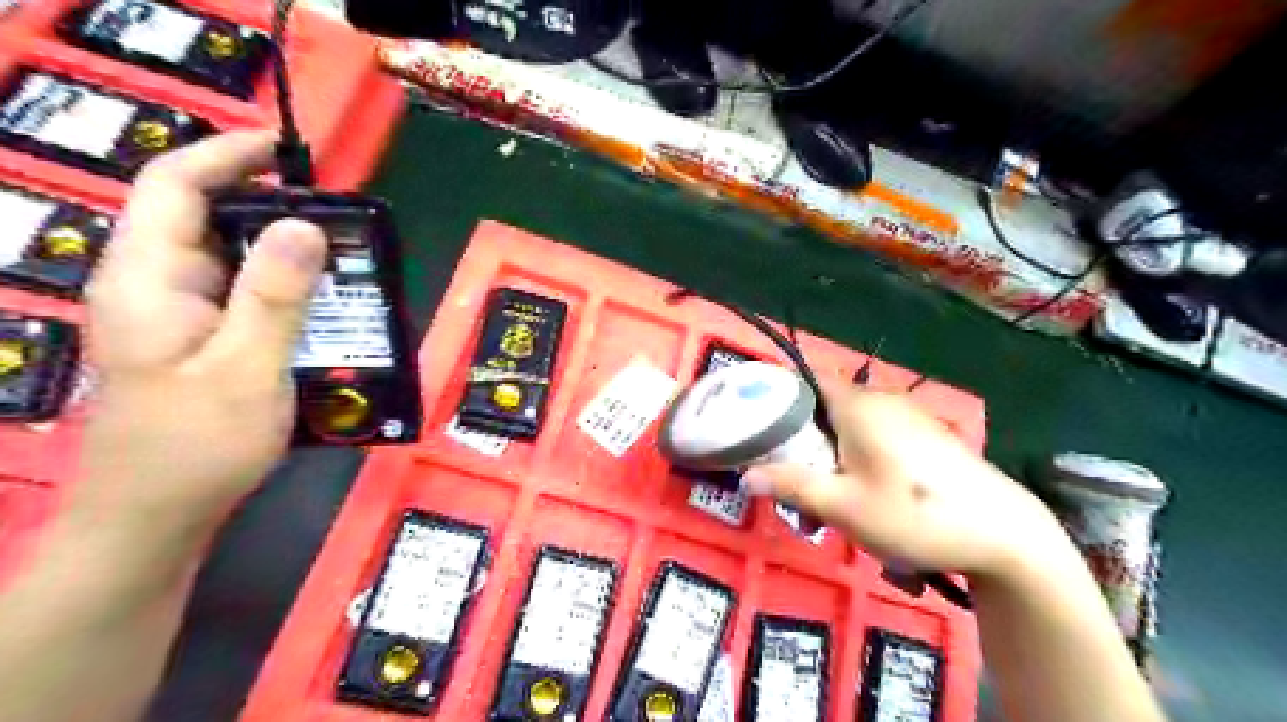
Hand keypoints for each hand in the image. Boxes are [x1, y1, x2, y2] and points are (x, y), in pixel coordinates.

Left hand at [76, 129, 327, 529]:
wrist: (155, 519)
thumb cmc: (196, 446)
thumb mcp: (246, 367)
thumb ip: (274, 295)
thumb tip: (305, 225)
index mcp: (147, 280)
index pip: (173, 187)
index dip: (226, 155)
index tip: (287, 150)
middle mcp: (154, 287)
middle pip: (204, 219)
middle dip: (270, 206)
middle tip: (341, 219)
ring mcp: (174, 316)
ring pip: (228, 261)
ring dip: (283, 254)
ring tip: (345, 261)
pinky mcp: (196, 341)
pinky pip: (241, 297)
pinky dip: (282, 290)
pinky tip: (323, 308)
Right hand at [745, 382, 1066, 581]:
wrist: (1005, 536)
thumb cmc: (914, 514)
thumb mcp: (843, 506)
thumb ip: (791, 485)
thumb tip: (745, 476)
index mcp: (858, 405)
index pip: (808, 377)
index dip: (780, 394)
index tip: (761, 425)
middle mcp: (882, 401)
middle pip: (826, 406)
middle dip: (805, 439)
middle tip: (793, 477)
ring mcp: (909, 417)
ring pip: (851, 426)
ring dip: (832, 454)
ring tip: (829, 499)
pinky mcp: (927, 437)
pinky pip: (877, 437)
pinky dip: (859, 458)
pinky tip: (867, 496)